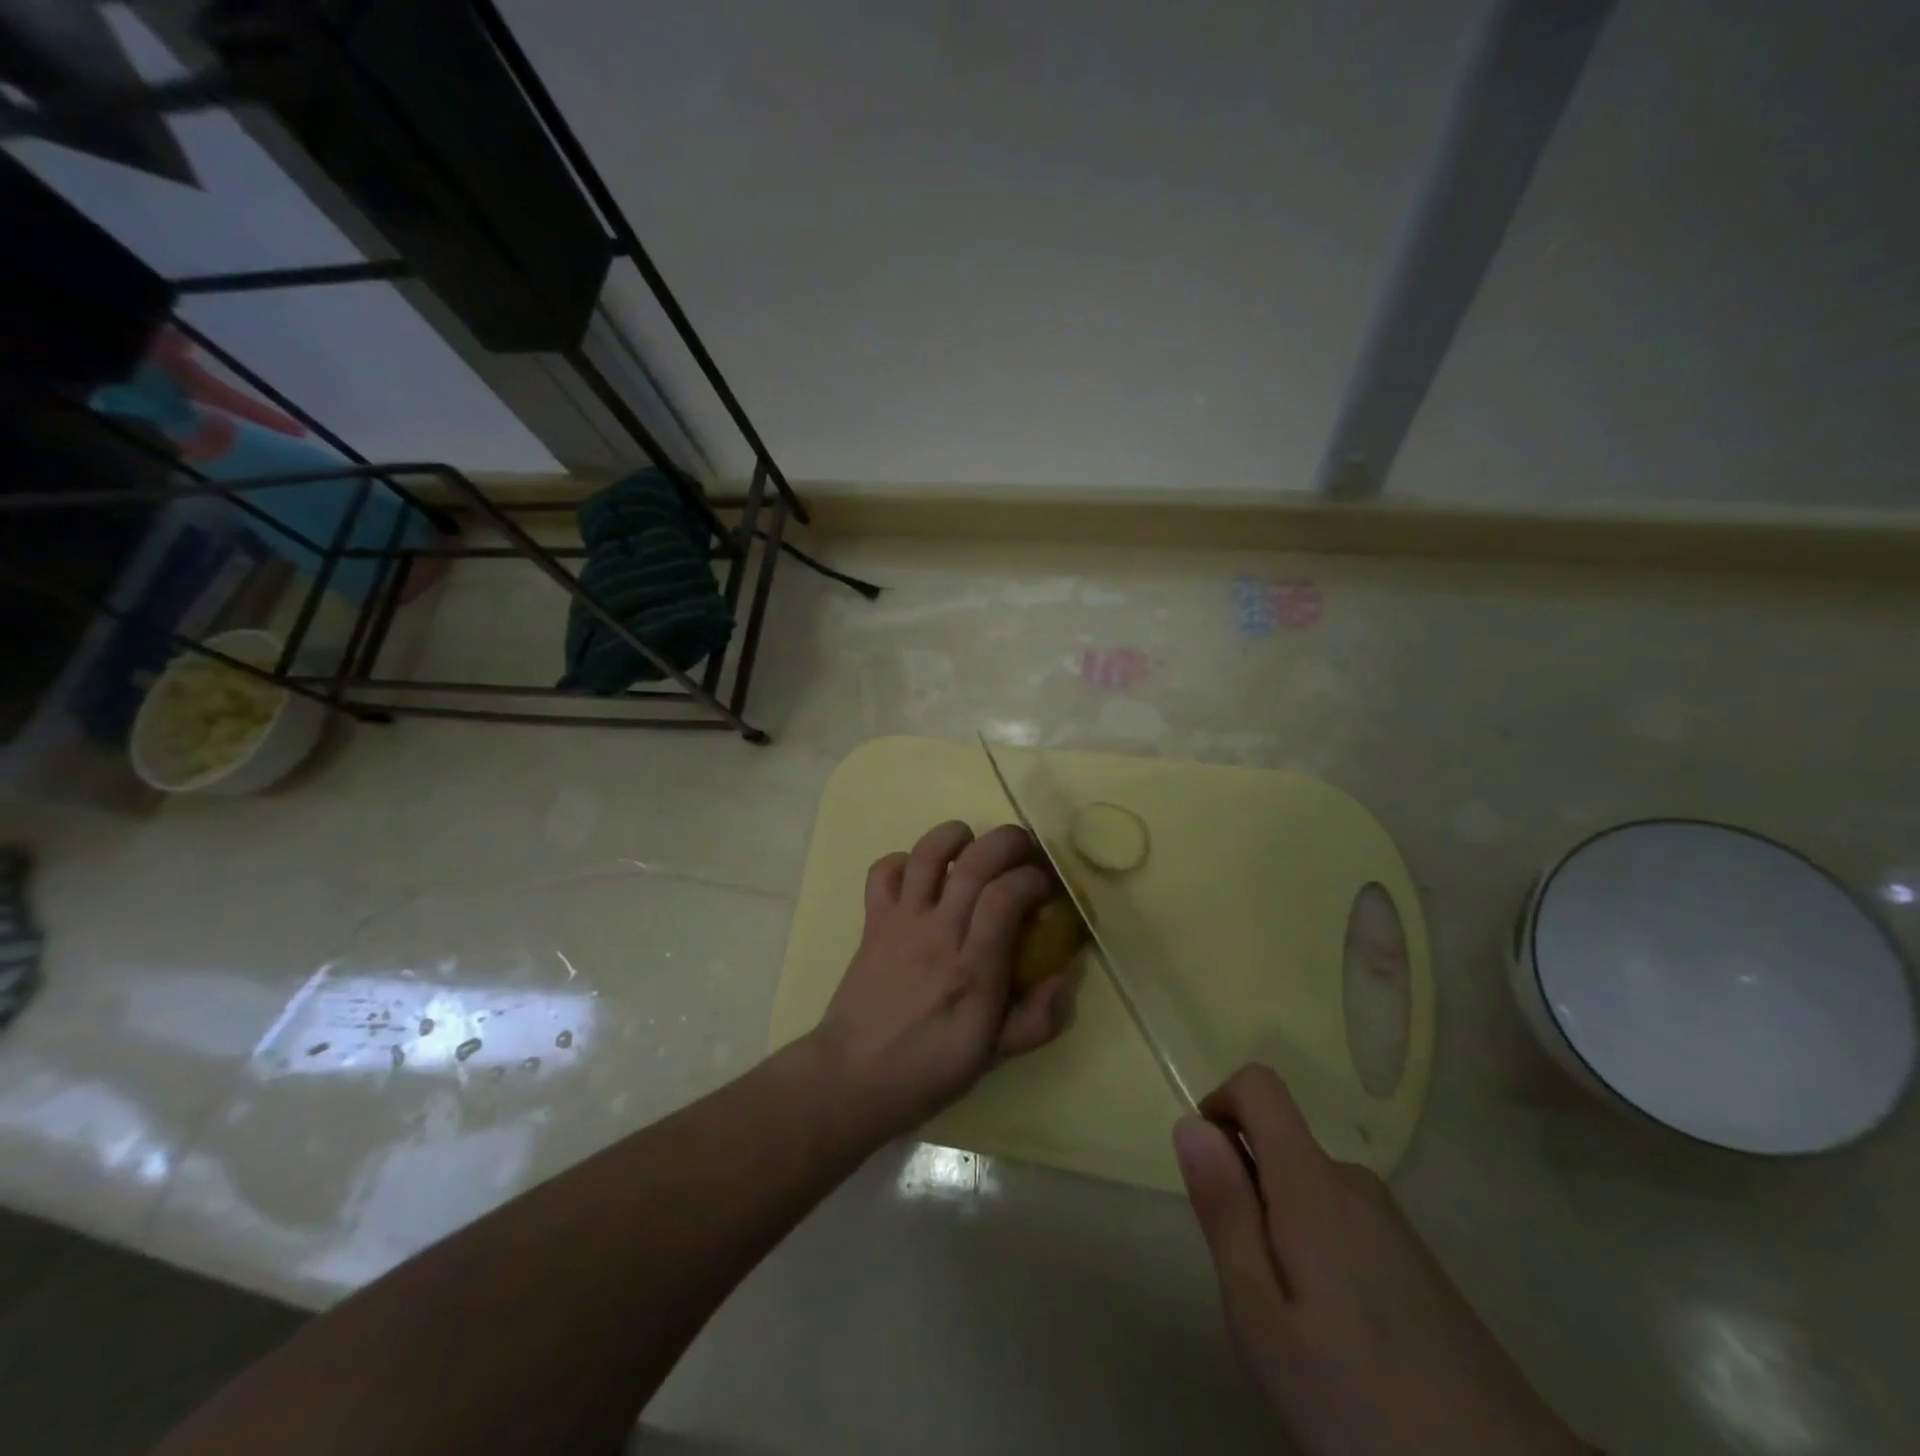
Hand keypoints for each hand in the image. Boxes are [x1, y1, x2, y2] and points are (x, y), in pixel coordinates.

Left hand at [810, 821, 1074, 1141]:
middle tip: (1024, 848)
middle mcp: (937, 935)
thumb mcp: (992, 1057)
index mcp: (972, 970)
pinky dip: (903, 860)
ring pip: (927, 855)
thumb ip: (1036, 1021)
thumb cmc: (928, 1069)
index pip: (1005, 898)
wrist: (852, 1077)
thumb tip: (1065, 979)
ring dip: (955, 835)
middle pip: (973, 864)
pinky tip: (922, 874)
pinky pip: (883, 872)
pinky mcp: (873, 920)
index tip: (1045, 884)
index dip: (1032, 878)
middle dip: (1006, 841)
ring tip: (973, 841)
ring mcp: (901, 922)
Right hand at [1176, 1067, 1586, 1455]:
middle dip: (1246, 1193)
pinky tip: (1341, 1340)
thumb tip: (1190, 1123)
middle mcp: (1354, 1183)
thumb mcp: (1262, 1316)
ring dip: (1279, 1229)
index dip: (1220, 1107)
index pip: (1259, 1085)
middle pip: (1278, 1142)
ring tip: (1298, 1326)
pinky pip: (1340, 1221)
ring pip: (1306, 1188)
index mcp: (1313, 1183)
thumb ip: (1225, 1212)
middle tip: (1255, 1289)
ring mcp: (1391, 1221)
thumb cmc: (1363, 1403)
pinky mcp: (1415, 1260)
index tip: (1212, 1178)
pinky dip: (1316, 1253)